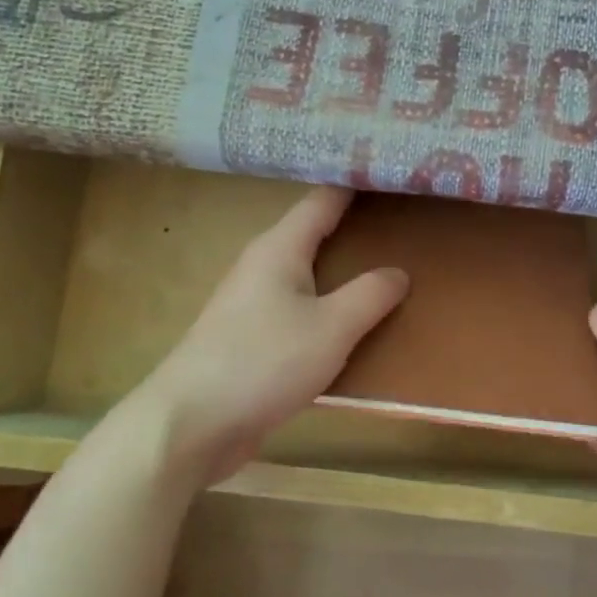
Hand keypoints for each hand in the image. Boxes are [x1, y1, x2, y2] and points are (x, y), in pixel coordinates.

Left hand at [131, 186, 406, 484]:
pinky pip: (301, 311)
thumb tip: (398, 272)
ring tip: (389, 270)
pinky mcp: (251, 341)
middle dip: (356, 228)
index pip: (323, 200)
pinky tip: (354, 324)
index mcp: (279, 249)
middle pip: (314, 235)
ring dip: (343, 272)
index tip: (392, 172)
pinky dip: (329, 308)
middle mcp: (262, 267)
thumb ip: (370, 296)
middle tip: (405, 222)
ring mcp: (253, 305)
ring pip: (308, 275)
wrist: (191, 424)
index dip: (355, 183)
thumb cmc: (263, 363)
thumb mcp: (331, 328)